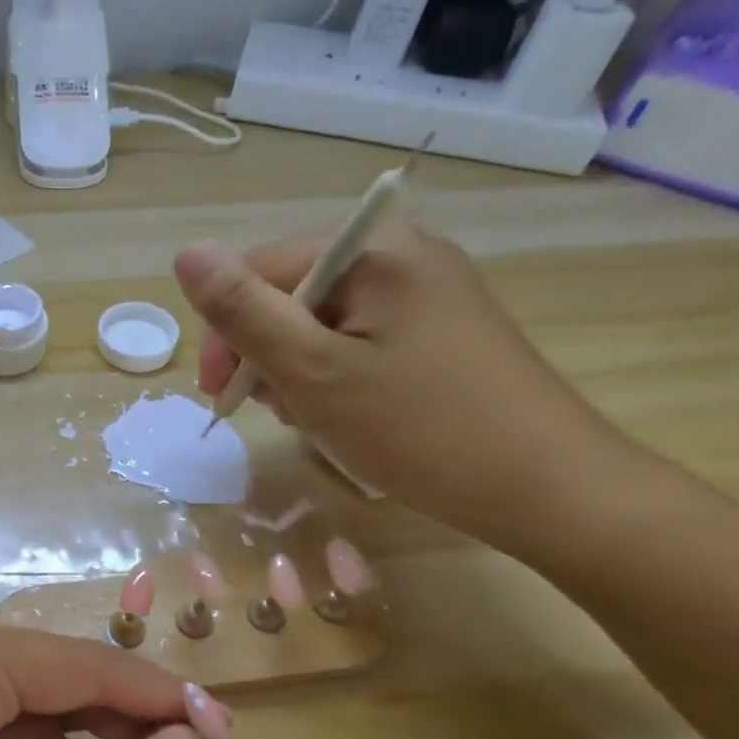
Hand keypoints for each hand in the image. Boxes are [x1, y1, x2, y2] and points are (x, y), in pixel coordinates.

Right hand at [174, 225, 630, 550]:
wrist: (551, 490)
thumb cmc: (420, 429)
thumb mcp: (312, 371)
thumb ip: (243, 310)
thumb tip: (187, 252)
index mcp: (374, 248)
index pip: (259, 270)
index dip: (228, 332)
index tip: (222, 397)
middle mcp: (404, 252)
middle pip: (292, 293)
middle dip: (269, 354)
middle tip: (280, 414)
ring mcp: (429, 290)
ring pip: (323, 321)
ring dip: (300, 370)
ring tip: (318, 420)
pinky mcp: (443, 327)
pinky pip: (361, 338)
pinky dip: (338, 375)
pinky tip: (351, 414)